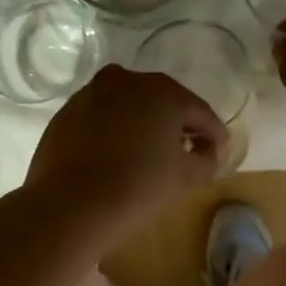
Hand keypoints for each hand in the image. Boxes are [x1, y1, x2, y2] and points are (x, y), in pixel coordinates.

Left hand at [26, 65, 228, 235]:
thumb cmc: (139, 187)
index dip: (214, 134)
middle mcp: (126, 80)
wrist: (71, 205)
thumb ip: (207, 159)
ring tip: (148, 155)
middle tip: (186, 151)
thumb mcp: (186, 177)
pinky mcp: (66, 113)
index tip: (219, 153)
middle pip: (162, 102)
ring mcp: (91, 93)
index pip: (199, 111)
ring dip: (143, 125)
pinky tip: (115, 157)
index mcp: (162, 90)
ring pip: (128, 107)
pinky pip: (101, 119)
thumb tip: (208, 151)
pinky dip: (113, 132)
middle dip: (177, 125)